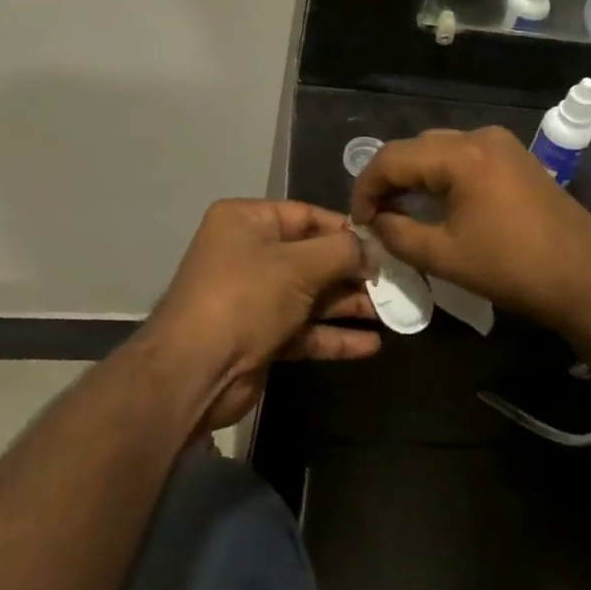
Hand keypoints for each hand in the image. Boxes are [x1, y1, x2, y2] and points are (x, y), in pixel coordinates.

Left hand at [148, 200, 377, 430]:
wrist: (193, 373)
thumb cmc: (245, 298)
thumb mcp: (299, 265)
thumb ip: (342, 251)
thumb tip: (372, 251)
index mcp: (247, 222)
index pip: (307, 216)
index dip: (347, 230)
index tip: (385, 243)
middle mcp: (249, 253)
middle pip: (313, 257)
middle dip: (354, 272)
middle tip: (397, 281)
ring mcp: (254, 298)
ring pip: (312, 296)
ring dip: (349, 305)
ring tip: (394, 312)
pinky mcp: (260, 337)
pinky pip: (304, 329)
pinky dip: (333, 335)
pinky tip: (371, 344)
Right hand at [348, 127, 590, 339]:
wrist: (586, 276)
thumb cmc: (512, 267)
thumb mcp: (445, 256)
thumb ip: (398, 234)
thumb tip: (375, 222)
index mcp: (459, 154)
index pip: (392, 158)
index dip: (366, 188)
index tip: (358, 222)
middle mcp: (478, 136)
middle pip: (415, 148)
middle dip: (388, 179)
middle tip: (375, 217)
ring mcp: (500, 143)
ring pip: (439, 149)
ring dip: (414, 175)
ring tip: (400, 210)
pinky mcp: (514, 156)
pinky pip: (464, 155)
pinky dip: (442, 174)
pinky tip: (436, 201)